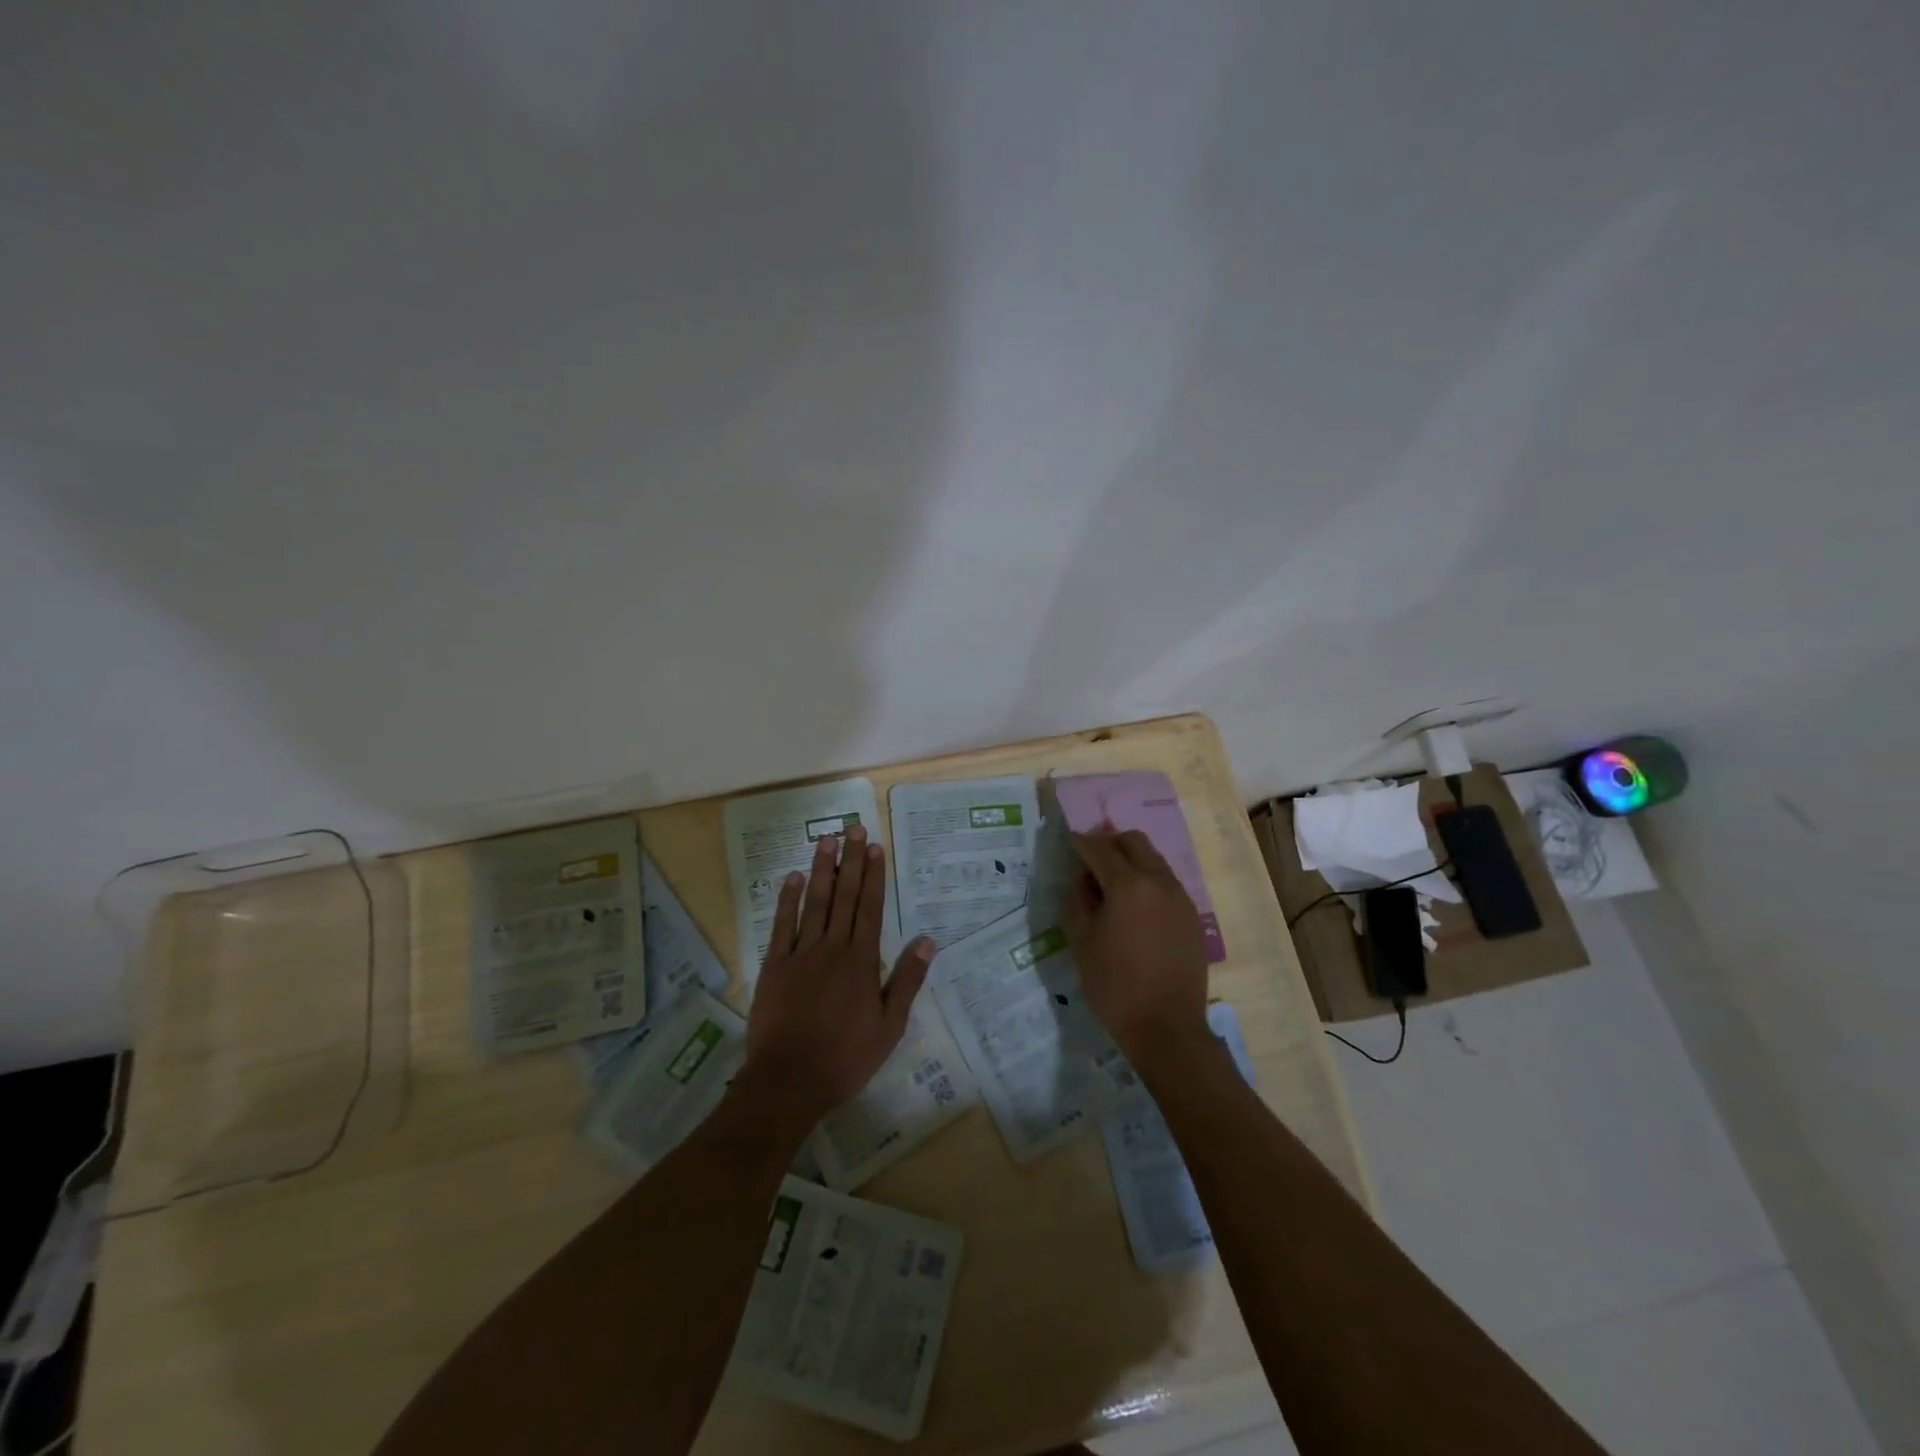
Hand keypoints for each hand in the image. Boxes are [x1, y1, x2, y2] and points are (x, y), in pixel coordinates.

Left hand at [744, 824, 933, 1128]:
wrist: (789, 1080)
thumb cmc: (846, 1057)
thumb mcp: (889, 1026)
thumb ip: (907, 980)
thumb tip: (928, 941)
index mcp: (862, 961)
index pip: (871, 908)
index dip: (874, 876)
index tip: (876, 847)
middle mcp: (833, 948)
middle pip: (844, 896)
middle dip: (851, 861)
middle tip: (854, 829)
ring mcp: (801, 954)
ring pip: (814, 902)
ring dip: (821, 869)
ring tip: (827, 840)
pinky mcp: (775, 965)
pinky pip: (782, 925)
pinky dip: (788, 900)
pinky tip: (793, 877)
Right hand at [1065, 827, 1210, 1069]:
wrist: (1167, 1029)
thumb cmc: (1115, 986)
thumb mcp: (1081, 942)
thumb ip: (1078, 900)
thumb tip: (1083, 878)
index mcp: (1128, 885)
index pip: (1100, 848)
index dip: (1080, 843)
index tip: (1068, 844)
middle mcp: (1159, 881)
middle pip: (1134, 841)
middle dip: (1109, 843)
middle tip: (1090, 861)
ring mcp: (1180, 898)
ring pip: (1154, 859)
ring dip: (1131, 861)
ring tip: (1112, 886)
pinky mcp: (1192, 916)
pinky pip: (1166, 883)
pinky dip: (1148, 881)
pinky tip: (1135, 909)